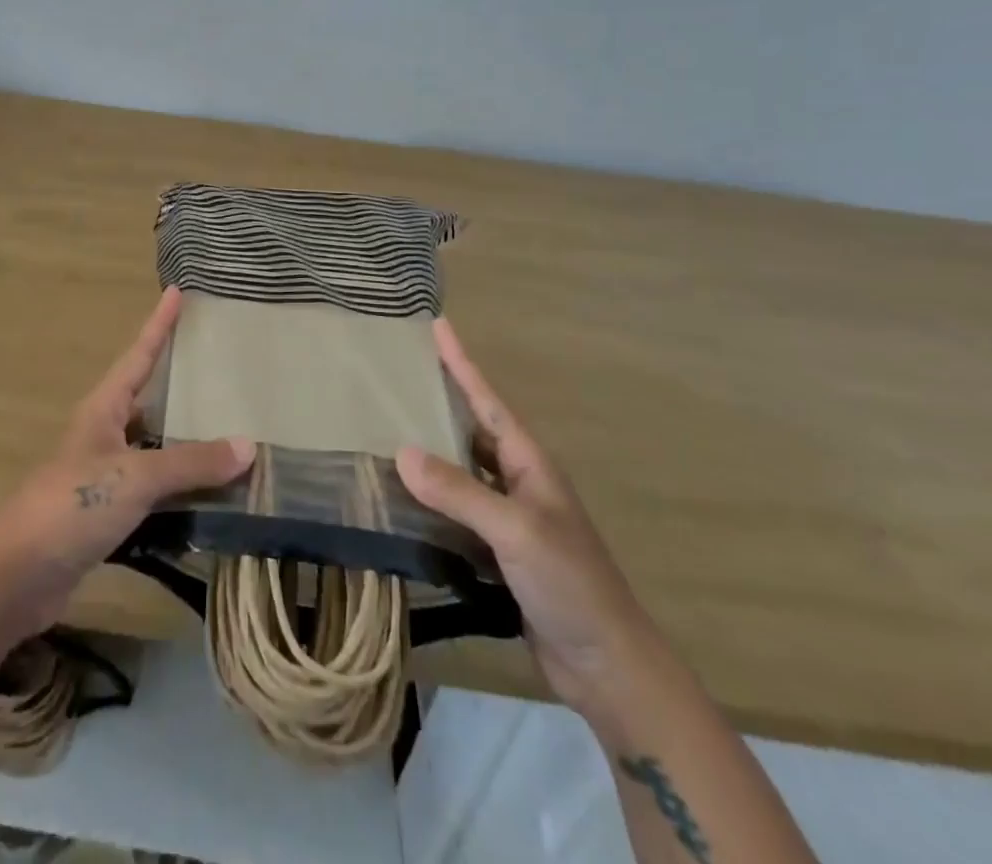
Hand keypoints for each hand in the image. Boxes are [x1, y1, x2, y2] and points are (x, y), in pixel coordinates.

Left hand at [0, 288, 252, 637]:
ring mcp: (106, 475)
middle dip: (183, 382)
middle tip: (224, 366)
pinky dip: (183, 489)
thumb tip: (248, 446)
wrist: (18, 576)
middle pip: (150, 397)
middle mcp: (105, 434)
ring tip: (233, 429)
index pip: (139, 355)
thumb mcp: (135, 476)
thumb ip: (190, 462)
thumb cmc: (72, 505)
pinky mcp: (109, 513)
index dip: (159, 324)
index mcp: (104, 409)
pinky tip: (213, 493)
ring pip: (156, 446)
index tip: (177, 291)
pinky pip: (156, 490)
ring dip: (188, 442)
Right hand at [397, 319, 664, 720]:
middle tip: (395, 375)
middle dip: (438, 401)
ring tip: (383, 428)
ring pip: (459, 470)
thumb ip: (459, 491)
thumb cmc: (571, 583)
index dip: (462, 363)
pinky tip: (399, 497)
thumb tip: (401, 452)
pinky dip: (429, 499)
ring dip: (428, 452)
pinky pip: (454, 510)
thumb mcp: (517, 530)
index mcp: (528, 463)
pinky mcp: (496, 551)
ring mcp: (507, 517)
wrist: (607, 665)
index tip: (439, 326)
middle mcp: (516, 481)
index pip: (488, 400)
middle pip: (470, 429)